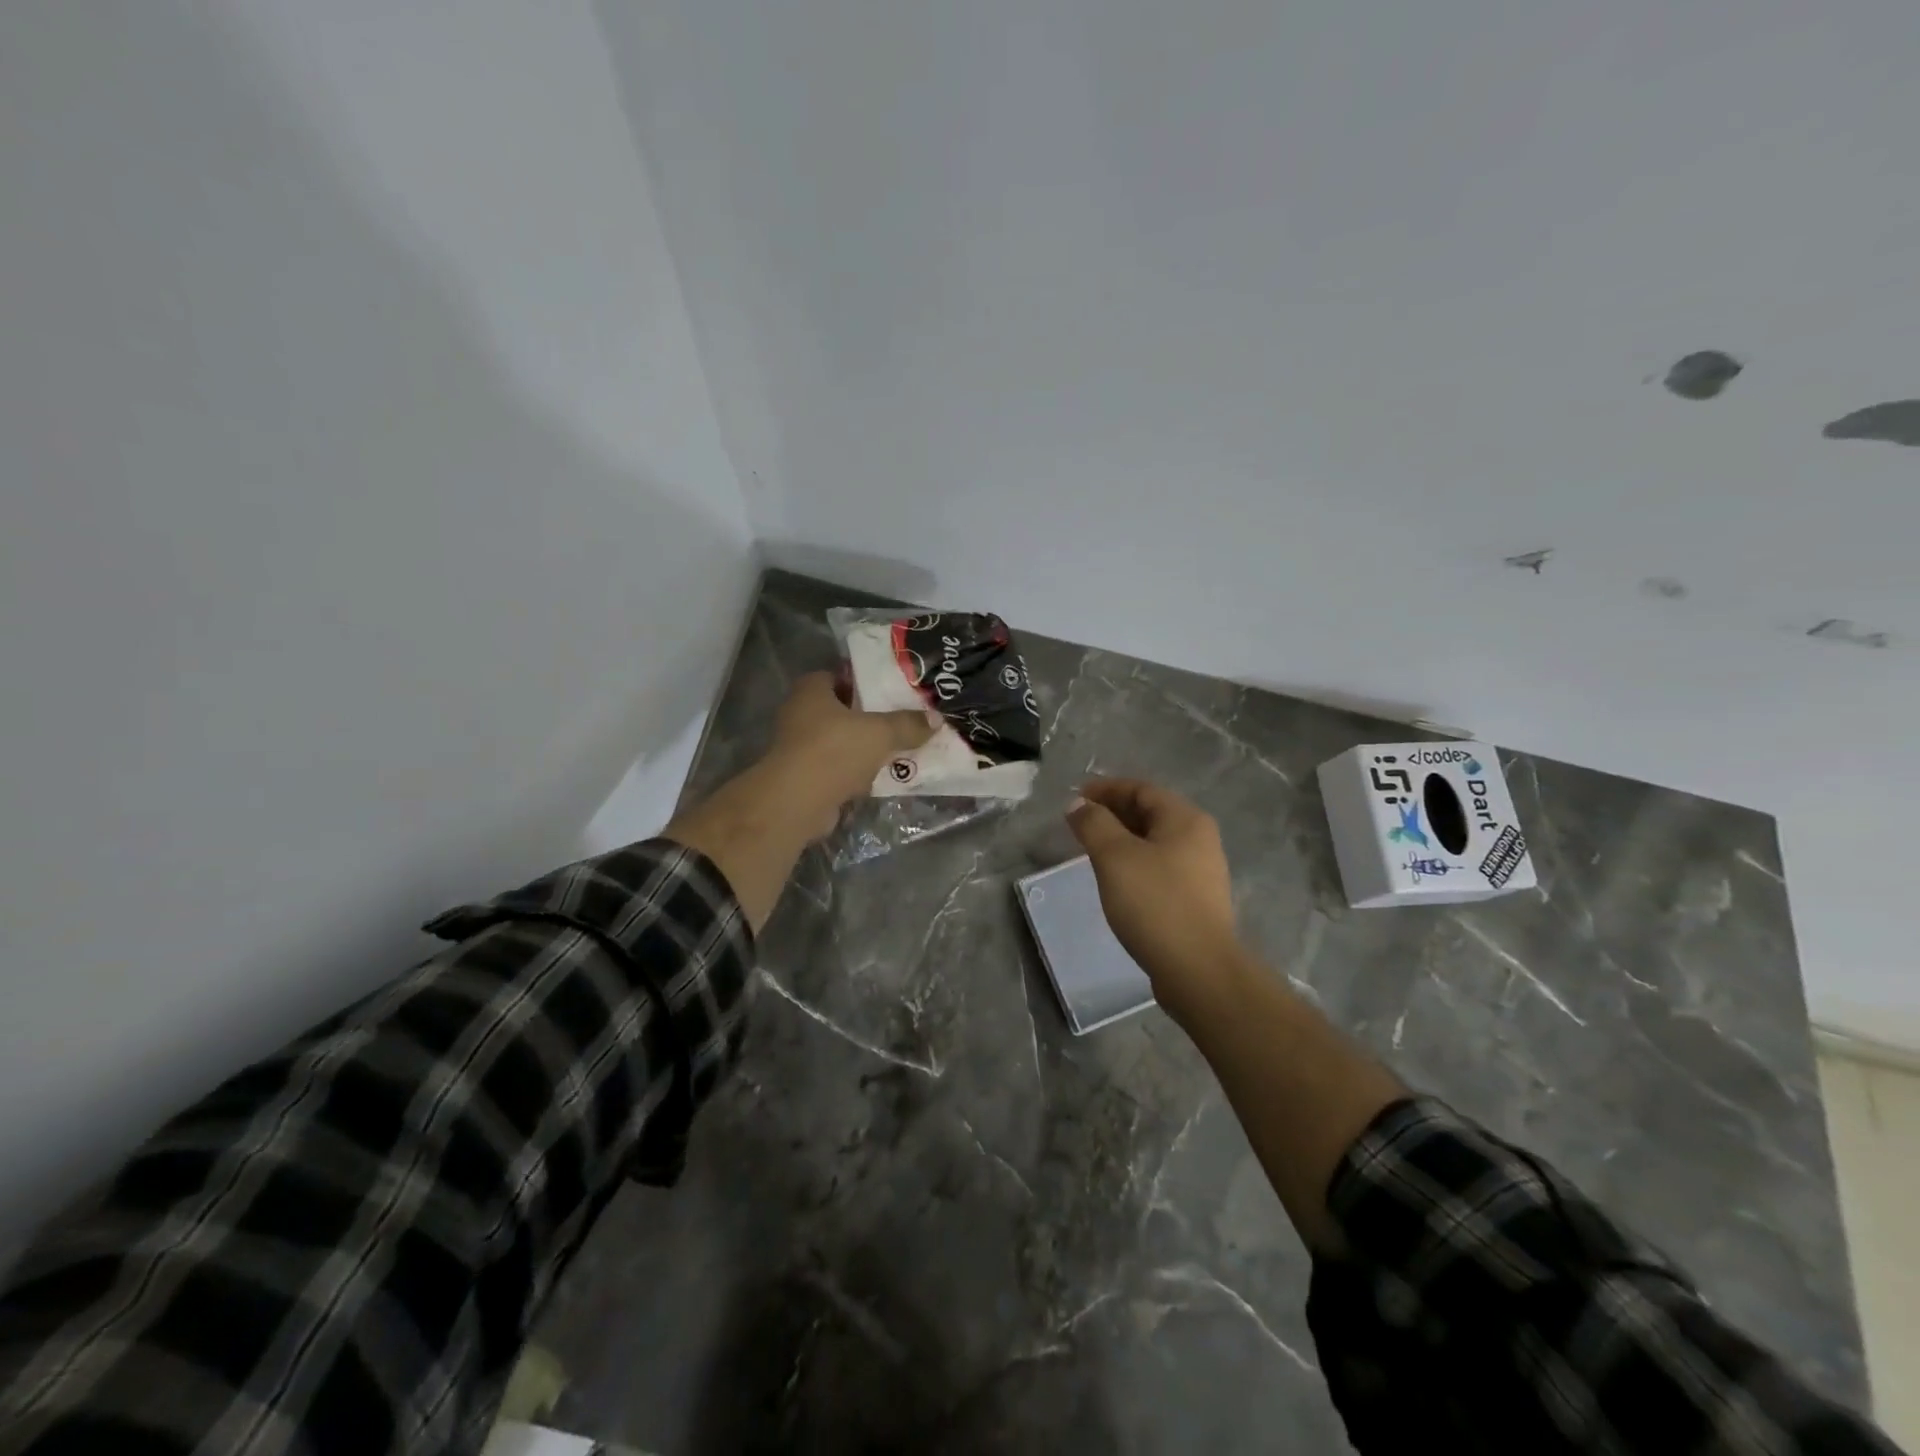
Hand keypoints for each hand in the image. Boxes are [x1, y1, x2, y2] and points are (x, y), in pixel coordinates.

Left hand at [768, 671, 934, 836]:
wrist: (797, 802)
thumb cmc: (834, 751)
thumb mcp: (880, 732)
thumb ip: (908, 724)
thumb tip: (936, 718)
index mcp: (811, 690)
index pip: (839, 676)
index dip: (864, 681)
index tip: (891, 690)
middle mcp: (799, 714)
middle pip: (842, 710)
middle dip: (869, 717)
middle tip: (902, 719)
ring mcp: (799, 747)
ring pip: (841, 741)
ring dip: (864, 747)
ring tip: (899, 748)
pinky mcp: (805, 777)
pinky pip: (838, 768)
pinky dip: (856, 772)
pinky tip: (882, 776)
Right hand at [1067, 778, 1241, 1017]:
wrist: (1198, 970)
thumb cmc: (1154, 903)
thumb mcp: (1115, 857)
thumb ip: (1094, 824)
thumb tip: (1078, 804)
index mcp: (1186, 819)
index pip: (1142, 789)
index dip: (1106, 789)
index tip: (1076, 798)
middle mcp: (1200, 839)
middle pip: (1151, 813)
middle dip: (1113, 813)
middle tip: (1079, 823)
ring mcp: (1202, 871)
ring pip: (1155, 842)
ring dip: (1122, 839)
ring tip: (1092, 850)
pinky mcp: (1196, 900)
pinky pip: (1160, 867)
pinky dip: (1135, 863)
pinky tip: (1116, 880)